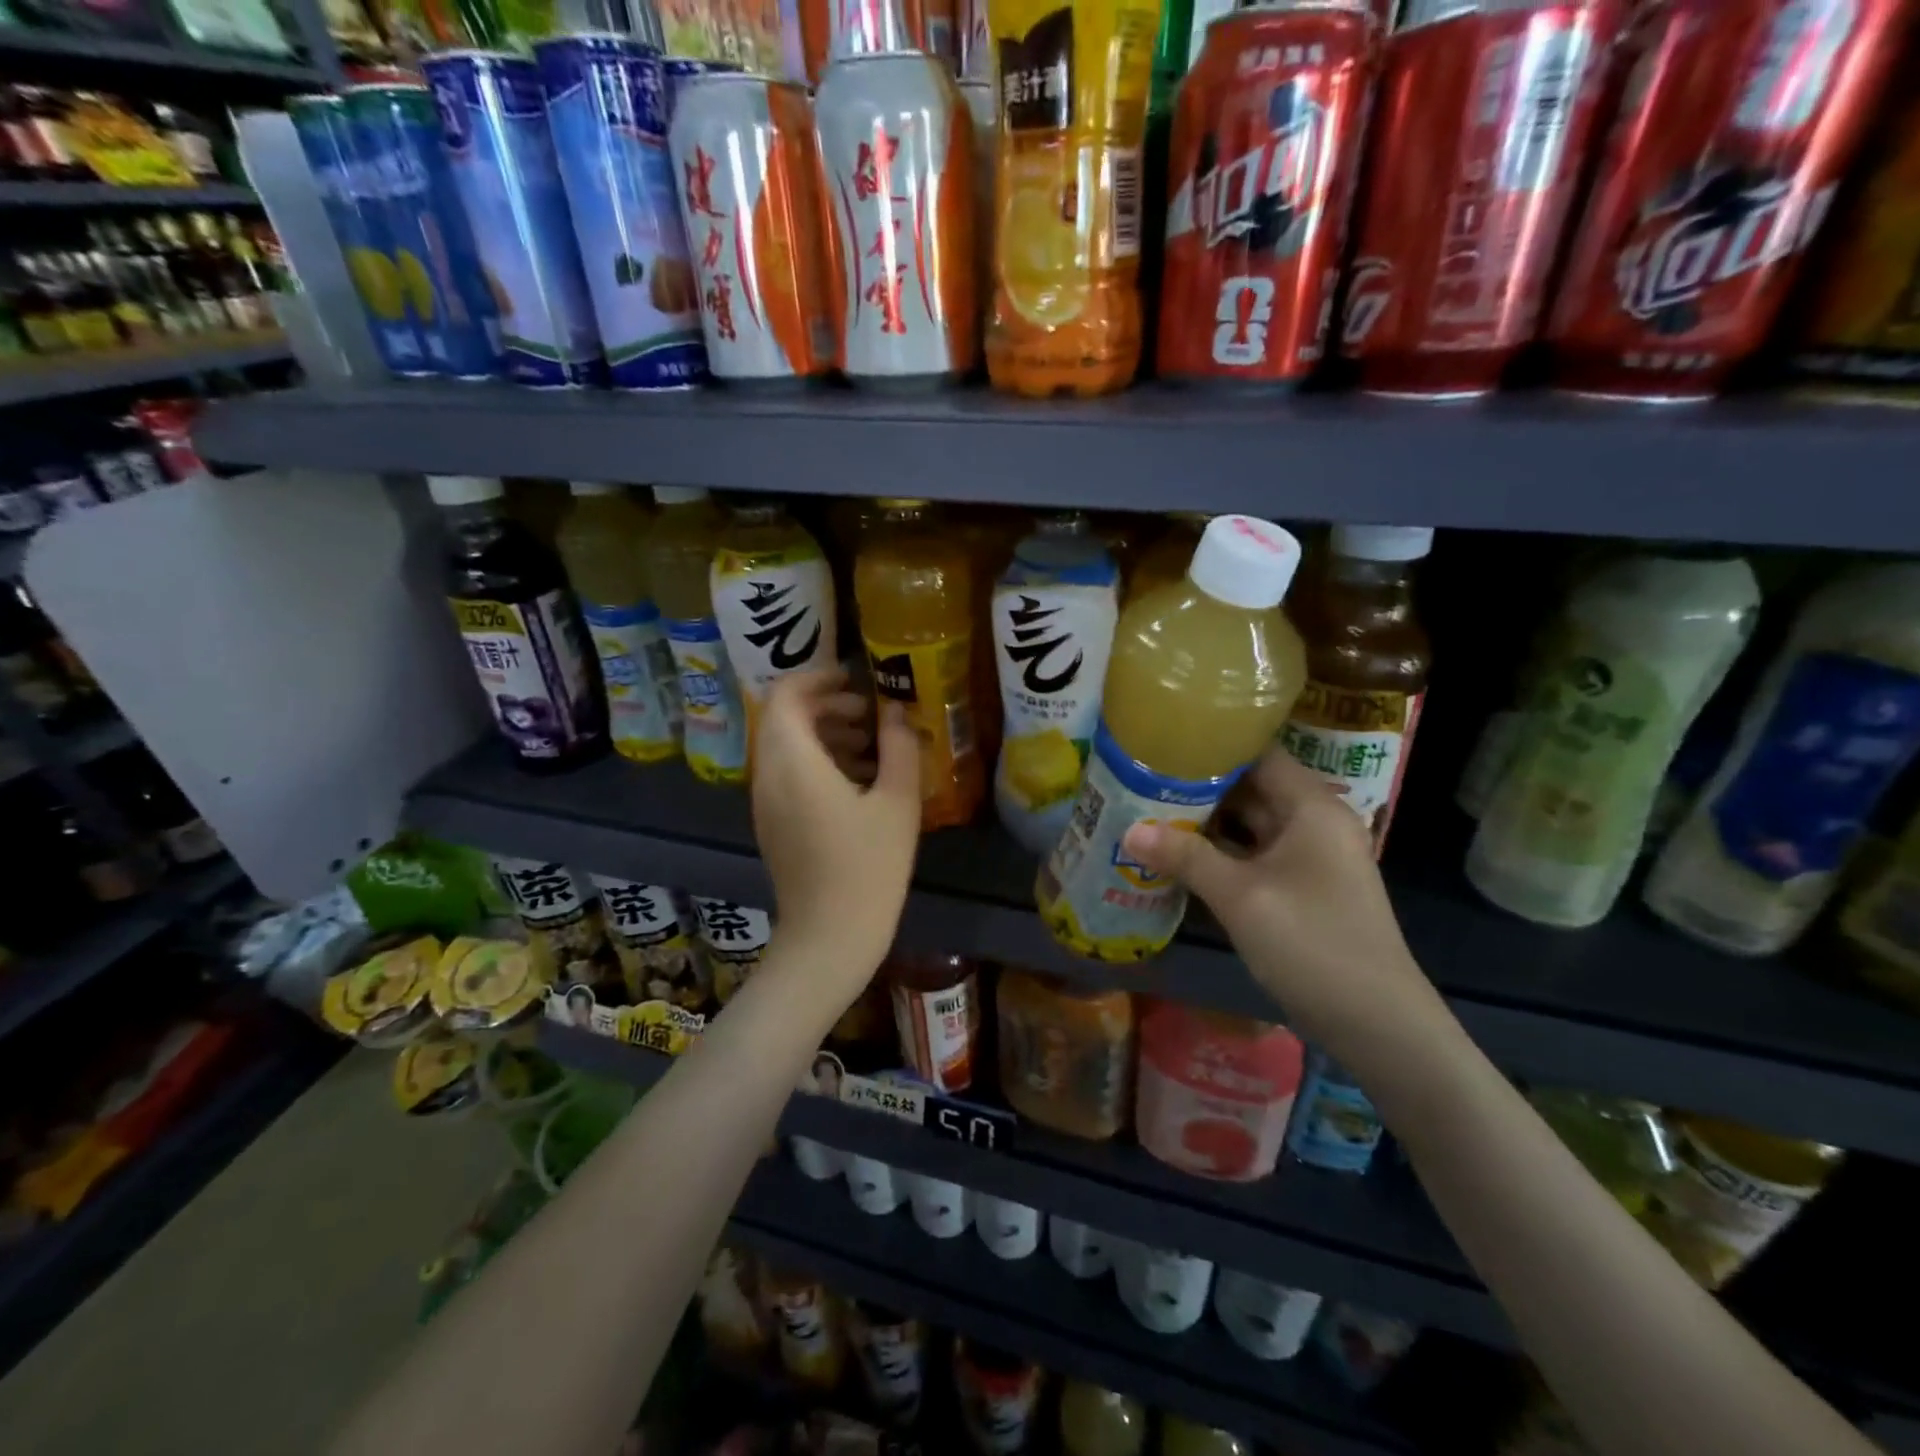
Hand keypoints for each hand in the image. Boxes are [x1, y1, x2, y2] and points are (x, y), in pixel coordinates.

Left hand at [751, 669, 920, 997]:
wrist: (831, 936)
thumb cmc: (869, 866)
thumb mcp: (898, 801)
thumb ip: (899, 745)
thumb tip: (894, 710)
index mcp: (794, 762)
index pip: (784, 695)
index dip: (817, 678)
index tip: (856, 681)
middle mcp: (768, 775)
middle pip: (783, 718)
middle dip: (826, 706)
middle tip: (870, 714)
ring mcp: (765, 801)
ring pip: (784, 746)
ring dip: (823, 733)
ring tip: (871, 746)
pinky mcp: (772, 822)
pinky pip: (786, 773)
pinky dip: (816, 761)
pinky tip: (858, 780)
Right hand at [1121, 748, 1451, 1064]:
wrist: (1376, 1022)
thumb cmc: (1312, 942)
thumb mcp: (1241, 897)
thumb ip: (1184, 857)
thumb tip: (1127, 831)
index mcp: (1311, 806)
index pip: (1257, 753)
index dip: (1211, 744)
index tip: (1160, 741)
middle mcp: (1312, 822)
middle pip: (1249, 788)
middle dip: (1197, 785)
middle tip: (1140, 776)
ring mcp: (1307, 857)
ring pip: (1248, 824)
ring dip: (1203, 822)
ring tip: (1146, 808)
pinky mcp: (1299, 888)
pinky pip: (1252, 856)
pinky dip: (1217, 853)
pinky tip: (1175, 854)